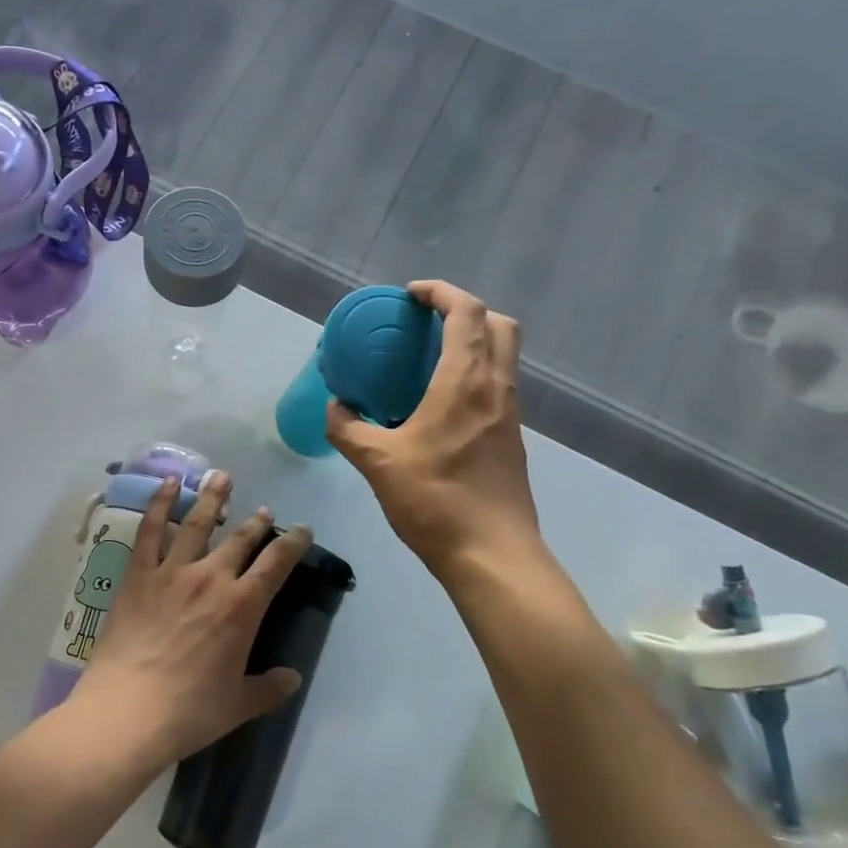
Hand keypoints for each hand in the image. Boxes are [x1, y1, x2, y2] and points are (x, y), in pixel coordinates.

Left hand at [75, 470, 310, 763]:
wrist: (127, 712)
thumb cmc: (189, 712)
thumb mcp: (238, 705)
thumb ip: (269, 687)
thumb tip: (293, 678)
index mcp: (242, 607)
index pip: (277, 563)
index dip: (293, 542)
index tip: (302, 529)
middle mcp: (211, 578)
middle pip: (241, 538)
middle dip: (256, 521)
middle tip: (263, 511)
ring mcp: (172, 571)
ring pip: (199, 522)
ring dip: (213, 497)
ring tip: (222, 476)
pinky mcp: (139, 574)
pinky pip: (151, 531)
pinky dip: (160, 503)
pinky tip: (168, 484)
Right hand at [327, 281, 540, 582]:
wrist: (492, 555)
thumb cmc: (436, 501)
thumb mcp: (377, 463)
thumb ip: (348, 429)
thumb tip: (335, 408)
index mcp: (466, 383)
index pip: (467, 313)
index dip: (441, 293)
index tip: (411, 296)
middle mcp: (496, 388)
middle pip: (500, 324)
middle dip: (466, 310)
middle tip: (427, 322)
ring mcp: (509, 414)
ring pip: (504, 356)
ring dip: (474, 342)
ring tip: (429, 358)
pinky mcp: (512, 438)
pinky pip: (498, 385)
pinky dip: (475, 373)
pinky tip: (441, 403)